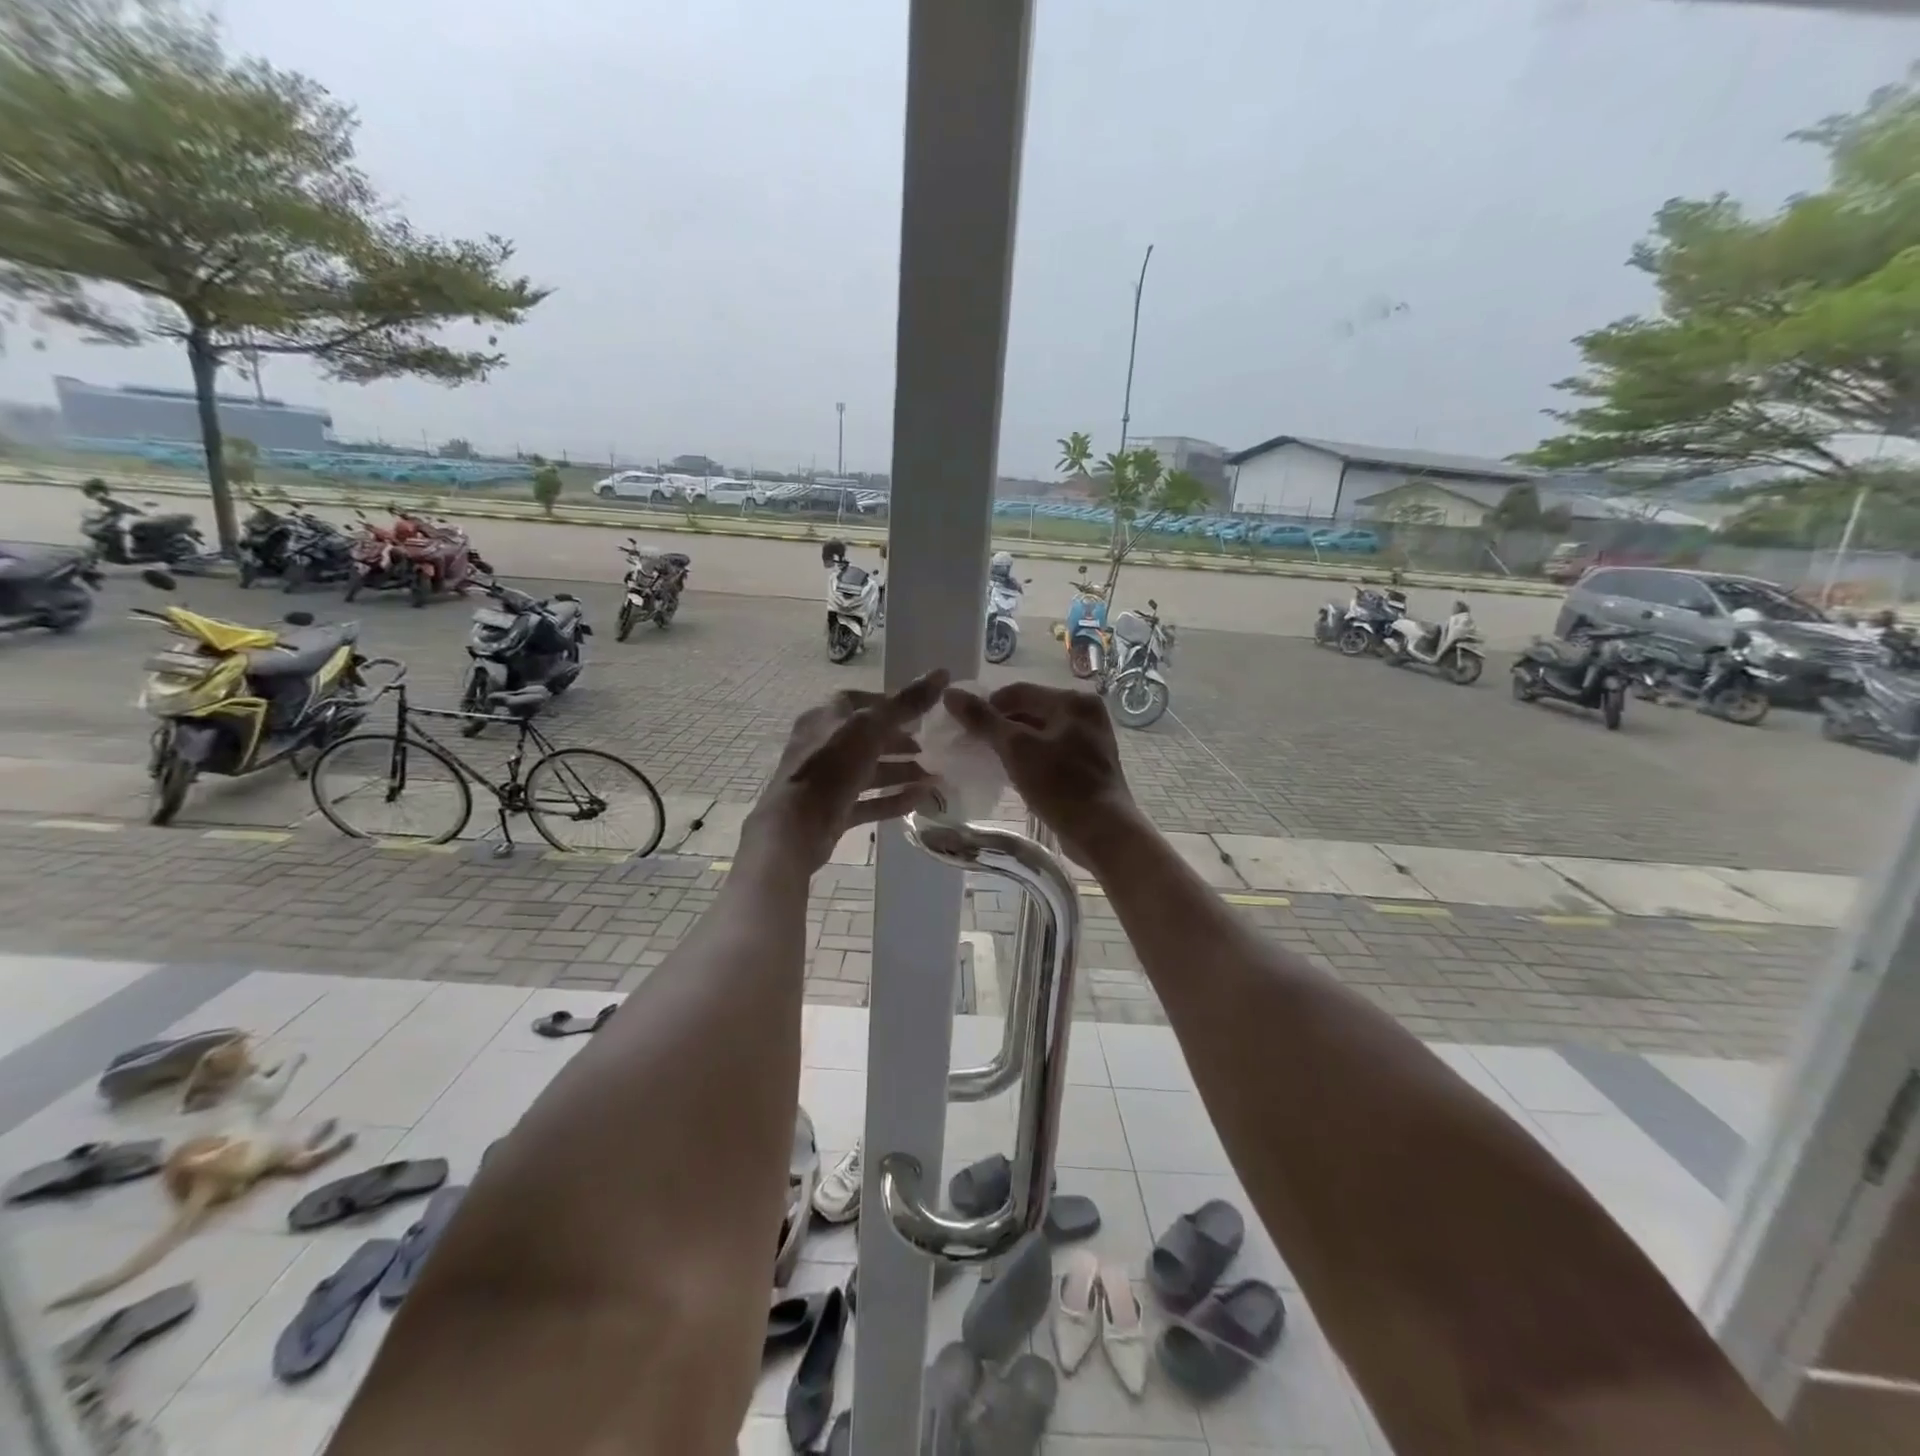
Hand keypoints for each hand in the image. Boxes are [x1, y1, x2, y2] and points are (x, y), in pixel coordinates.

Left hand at [744, 671, 949, 871]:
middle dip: (900, 742)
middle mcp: (823, 745)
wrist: (795, 828)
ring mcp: (828, 781)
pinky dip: (893, 799)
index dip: (891, 703)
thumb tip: (942, 672)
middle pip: (867, 738)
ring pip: (870, 771)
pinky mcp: (833, 811)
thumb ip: (906, 703)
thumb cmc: (831, 767)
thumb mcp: (871, 727)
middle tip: (931, 748)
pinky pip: (869, 801)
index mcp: (825, 718)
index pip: (860, 701)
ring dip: (901, 772)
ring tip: (934, 777)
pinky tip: (920, 799)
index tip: (921, 711)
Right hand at [942, 682, 1140, 865]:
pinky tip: (1013, 773)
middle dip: (1000, 726)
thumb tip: (950, 693)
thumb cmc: (1060, 785)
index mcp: (1073, 700)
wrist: (1102, 832)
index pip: (1017, 691)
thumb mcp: (1016, 749)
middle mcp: (1085, 712)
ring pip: (1040, 732)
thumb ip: (983, 720)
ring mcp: (1090, 739)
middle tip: (973, 745)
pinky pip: (1051, 750)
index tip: (962, 728)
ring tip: (989, 760)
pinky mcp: (1089, 763)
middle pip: (1030, 709)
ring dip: (1013, 743)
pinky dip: (1030, 757)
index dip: (986, 706)